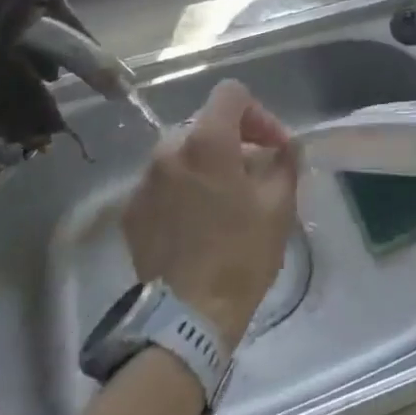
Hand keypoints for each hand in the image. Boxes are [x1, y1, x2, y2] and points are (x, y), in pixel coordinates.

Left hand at [122, 80, 299, 349]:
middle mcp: (168, 150)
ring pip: (182, 154)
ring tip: (226, 200)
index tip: (273, 147)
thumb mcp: (278, 206)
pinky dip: (183, 190)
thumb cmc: (240, 255)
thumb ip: (284, 163)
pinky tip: (198, 222)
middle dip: (235, 141)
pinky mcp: (130, 212)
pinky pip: (163, 184)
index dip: (259, 113)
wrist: (185, 320)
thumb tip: (284, 147)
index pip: (231, 94)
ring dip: (207, 165)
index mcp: (207, 141)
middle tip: (256, 173)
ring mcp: (144, 181)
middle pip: (206, 124)